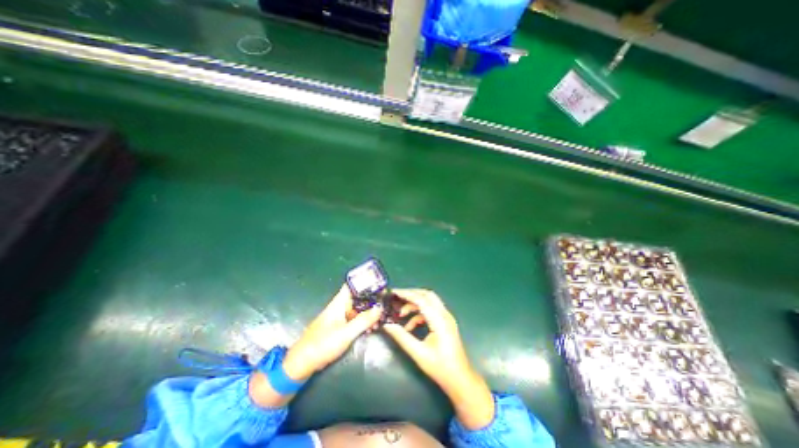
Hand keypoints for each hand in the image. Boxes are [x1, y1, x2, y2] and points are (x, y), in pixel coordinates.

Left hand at [282, 286, 385, 379]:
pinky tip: (370, 328)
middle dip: (370, 300)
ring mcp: (338, 317)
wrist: (302, 363)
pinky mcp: (338, 327)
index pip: (352, 285)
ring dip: (368, 312)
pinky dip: (363, 321)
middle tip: (384, 305)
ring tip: (379, 320)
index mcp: (339, 303)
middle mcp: (339, 307)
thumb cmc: (323, 344)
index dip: (364, 282)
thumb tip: (380, 308)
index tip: (379, 284)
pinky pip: (354, 319)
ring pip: (356, 309)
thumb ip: (363, 320)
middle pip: (357, 297)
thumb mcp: (346, 333)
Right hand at [386, 289, 496, 432]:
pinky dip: (419, 314)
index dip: (407, 294)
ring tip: (401, 314)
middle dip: (411, 294)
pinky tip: (409, 326)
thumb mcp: (418, 353)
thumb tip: (387, 325)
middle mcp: (445, 314)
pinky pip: (431, 310)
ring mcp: (446, 317)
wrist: (460, 379)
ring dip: (415, 304)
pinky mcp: (445, 322)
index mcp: (439, 320)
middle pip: (427, 295)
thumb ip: (402, 337)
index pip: (421, 300)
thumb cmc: (440, 367)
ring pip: (429, 301)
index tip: (393, 292)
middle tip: (397, 297)